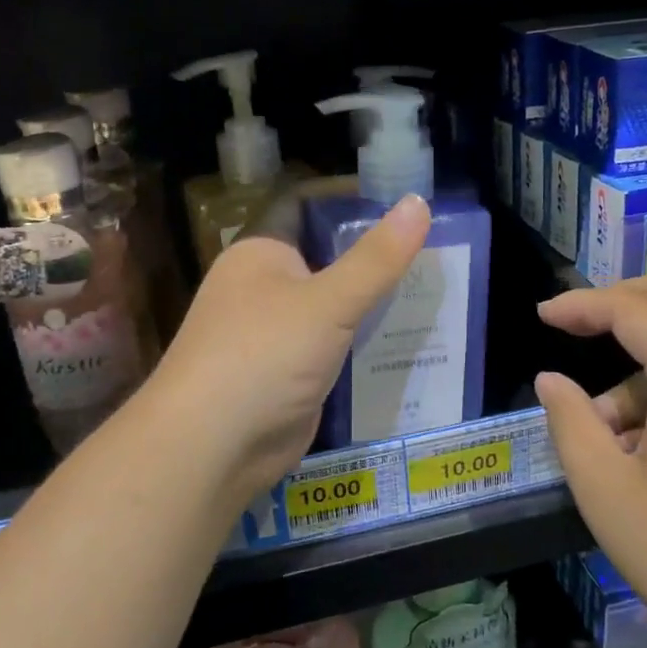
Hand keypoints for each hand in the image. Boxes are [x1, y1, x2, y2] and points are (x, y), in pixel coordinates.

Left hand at [145, 184, 431, 502]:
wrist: (212, 448)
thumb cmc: (263, 356)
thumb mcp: (328, 303)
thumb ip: (376, 258)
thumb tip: (418, 201)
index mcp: (260, 254)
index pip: (305, 207)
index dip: (350, 199)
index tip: (404, 200)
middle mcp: (262, 287)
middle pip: (324, 259)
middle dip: (373, 256)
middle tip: (434, 250)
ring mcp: (273, 334)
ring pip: (331, 306)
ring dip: (372, 302)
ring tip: (431, 292)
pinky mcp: (287, 375)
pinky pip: (331, 347)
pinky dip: (362, 342)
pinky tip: (406, 340)